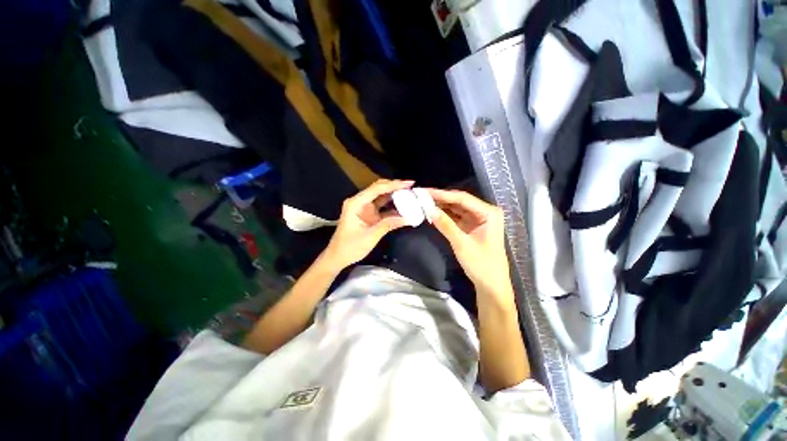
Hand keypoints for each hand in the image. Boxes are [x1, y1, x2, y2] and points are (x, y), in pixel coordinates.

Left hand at [323, 179, 413, 269]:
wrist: (338, 257)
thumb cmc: (350, 247)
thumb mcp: (370, 236)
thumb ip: (388, 225)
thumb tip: (407, 218)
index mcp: (356, 203)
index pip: (377, 189)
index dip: (394, 185)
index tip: (409, 183)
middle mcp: (360, 202)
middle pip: (379, 189)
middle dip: (395, 187)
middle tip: (411, 188)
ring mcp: (365, 208)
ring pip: (382, 196)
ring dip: (395, 196)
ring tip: (410, 195)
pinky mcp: (369, 215)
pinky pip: (382, 207)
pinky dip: (392, 207)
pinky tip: (403, 208)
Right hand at [425, 189, 512, 301]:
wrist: (491, 285)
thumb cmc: (481, 265)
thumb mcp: (462, 244)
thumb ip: (445, 225)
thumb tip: (428, 209)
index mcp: (489, 212)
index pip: (462, 198)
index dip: (442, 194)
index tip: (425, 191)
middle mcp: (484, 212)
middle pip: (459, 201)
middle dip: (440, 199)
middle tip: (421, 195)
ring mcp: (477, 219)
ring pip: (456, 208)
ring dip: (441, 206)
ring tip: (423, 202)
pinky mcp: (471, 227)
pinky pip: (456, 217)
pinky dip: (444, 216)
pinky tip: (432, 213)